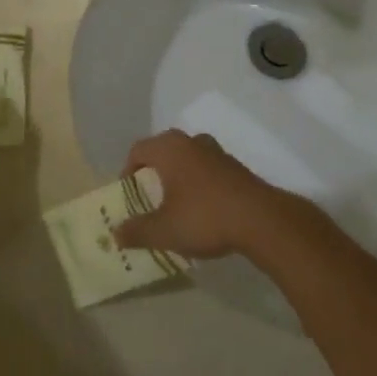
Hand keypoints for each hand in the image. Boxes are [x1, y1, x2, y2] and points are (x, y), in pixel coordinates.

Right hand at [111, 130, 303, 259]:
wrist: (261, 219)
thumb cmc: (204, 217)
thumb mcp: (165, 230)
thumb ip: (137, 231)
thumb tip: (115, 234)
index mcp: (169, 148)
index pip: (138, 150)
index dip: (127, 171)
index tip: (129, 196)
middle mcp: (191, 141)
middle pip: (162, 151)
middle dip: (152, 173)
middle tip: (149, 199)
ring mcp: (216, 151)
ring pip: (186, 158)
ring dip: (177, 177)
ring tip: (174, 205)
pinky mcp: (234, 166)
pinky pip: (205, 168)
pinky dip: (197, 182)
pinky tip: (202, 209)